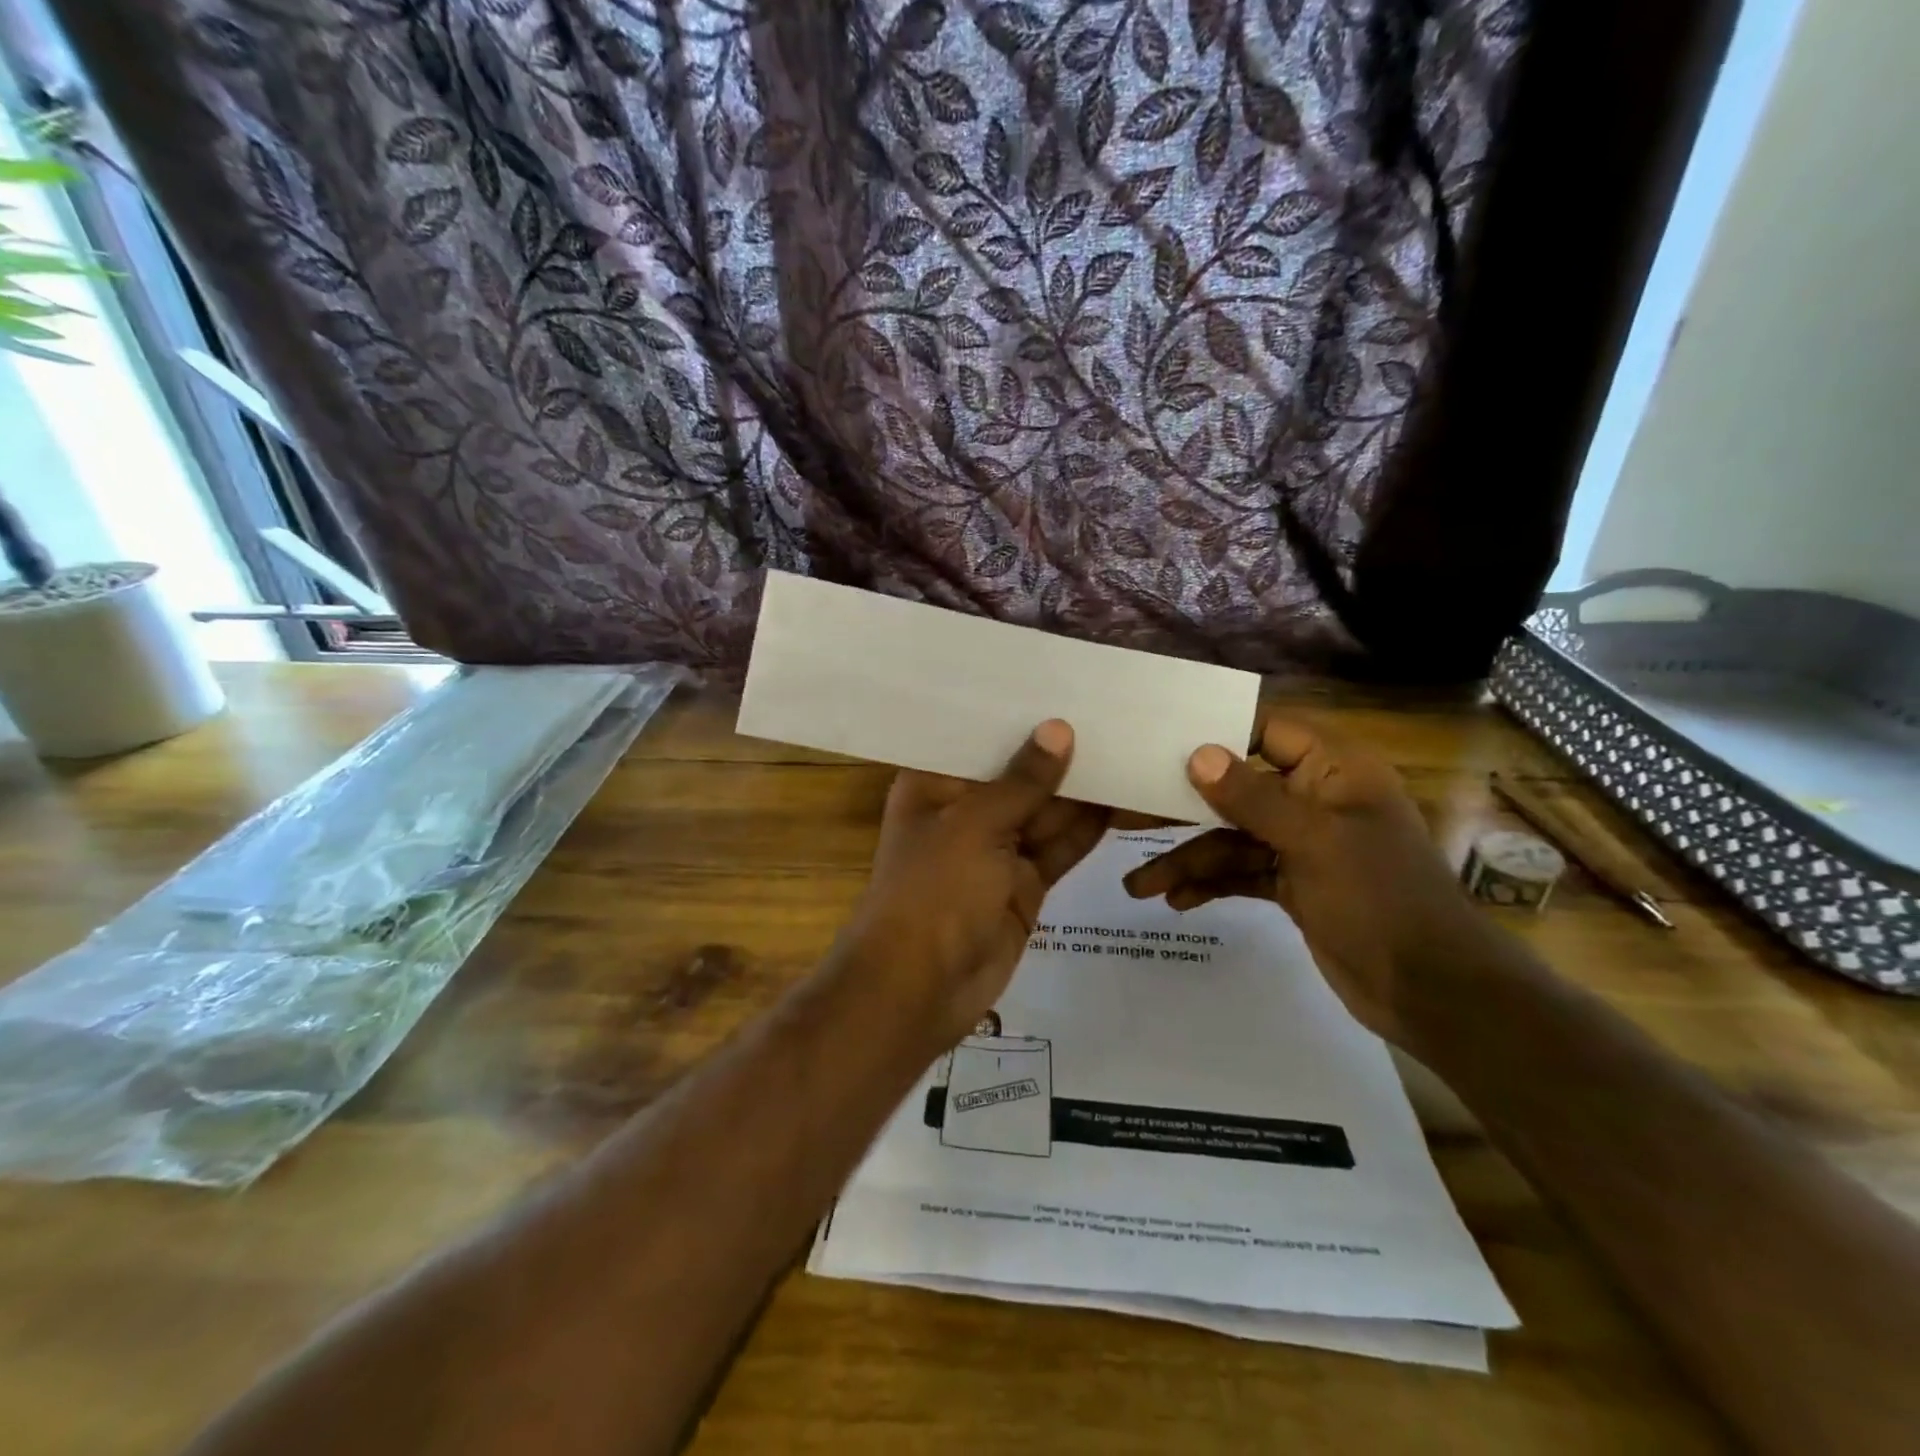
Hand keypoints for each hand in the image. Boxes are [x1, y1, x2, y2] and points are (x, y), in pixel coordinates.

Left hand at [839, 722, 1108, 1049]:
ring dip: (1084, 788)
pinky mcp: (1025, 884)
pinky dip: (1089, 827)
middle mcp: (965, 810)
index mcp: (935, 784)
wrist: (920, 989)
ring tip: (1131, 744)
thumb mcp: (975, 825)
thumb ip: (1023, 781)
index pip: (980, 737)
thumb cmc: (933, 892)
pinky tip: (1126, 796)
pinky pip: (1061, 846)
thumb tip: (1059, 729)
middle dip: (1061, 751)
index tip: (1063, 680)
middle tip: (1114, 709)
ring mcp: (997, 849)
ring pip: (1046, 810)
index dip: (1019, 715)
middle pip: (1019, 773)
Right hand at [1121, 714, 1480, 1042]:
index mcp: (1334, 771)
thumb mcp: (1314, 842)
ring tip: (1139, 887)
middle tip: (1128, 819)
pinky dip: (1211, 884)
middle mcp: (1315, 799)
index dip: (1217, 732)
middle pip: (1237, 790)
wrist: (1431, 990)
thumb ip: (1252, 798)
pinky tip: (1177, 901)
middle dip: (1184, 810)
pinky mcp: (1294, 883)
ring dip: (1189, 860)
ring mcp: (1303, 844)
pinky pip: (1241, 872)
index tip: (1160, 740)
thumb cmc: (1379, 898)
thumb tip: (1198, 754)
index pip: (1267, 730)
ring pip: (1232, 839)